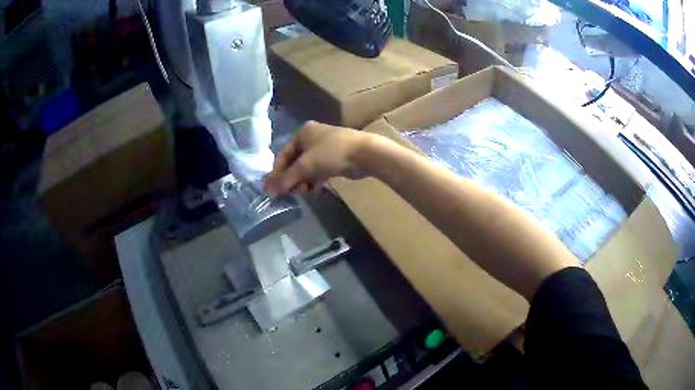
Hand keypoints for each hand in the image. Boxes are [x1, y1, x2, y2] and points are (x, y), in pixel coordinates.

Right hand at [263, 121, 369, 195]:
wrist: (364, 154)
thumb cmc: (331, 154)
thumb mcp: (305, 166)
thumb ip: (285, 180)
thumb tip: (267, 191)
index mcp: (302, 133)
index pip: (284, 154)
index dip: (278, 172)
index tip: (274, 189)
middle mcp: (312, 138)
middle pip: (295, 162)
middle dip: (293, 178)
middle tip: (293, 192)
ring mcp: (324, 149)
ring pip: (307, 168)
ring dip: (303, 181)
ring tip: (305, 191)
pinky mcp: (334, 159)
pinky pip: (318, 171)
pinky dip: (315, 180)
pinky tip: (315, 190)